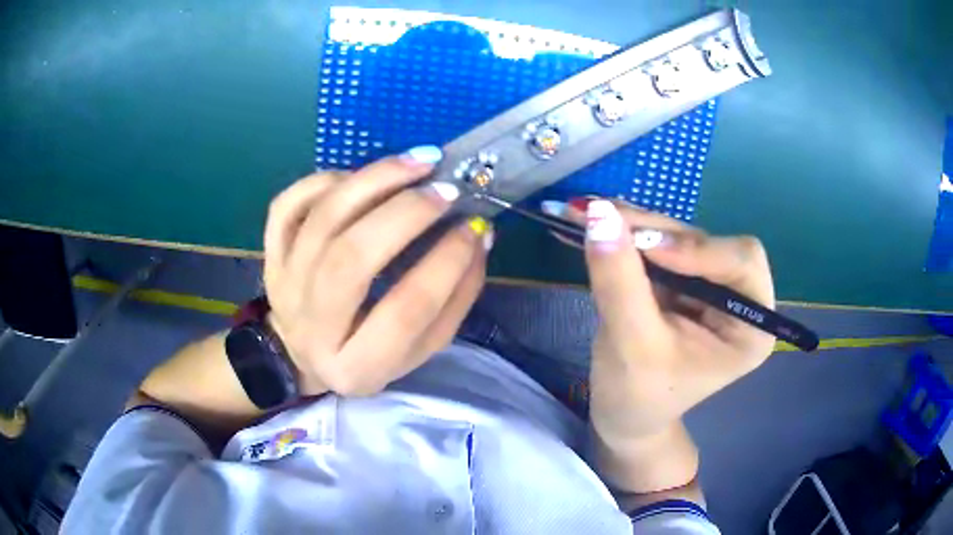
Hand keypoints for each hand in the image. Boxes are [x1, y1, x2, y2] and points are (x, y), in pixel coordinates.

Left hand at [262, 148, 491, 396]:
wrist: (304, 352)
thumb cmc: (373, 352)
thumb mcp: (422, 345)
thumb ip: (456, 298)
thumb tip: (478, 235)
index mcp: (359, 366)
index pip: (407, 310)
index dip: (447, 262)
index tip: (474, 227)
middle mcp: (314, 327)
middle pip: (351, 258)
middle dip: (405, 214)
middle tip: (445, 190)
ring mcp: (285, 287)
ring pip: (323, 221)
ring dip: (374, 181)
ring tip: (418, 163)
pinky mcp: (272, 257)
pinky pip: (288, 206)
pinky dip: (325, 181)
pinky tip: (360, 178)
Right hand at [561, 198, 774, 439]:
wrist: (623, 415)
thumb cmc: (637, 396)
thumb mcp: (631, 344)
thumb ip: (620, 281)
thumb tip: (599, 213)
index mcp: (750, 327)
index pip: (742, 262)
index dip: (697, 248)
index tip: (644, 246)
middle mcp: (738, 299)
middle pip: (708, 242)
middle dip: (658, 232)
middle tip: (603, 218)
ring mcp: (709, 286)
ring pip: (679, 237)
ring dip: (637, 226)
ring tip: (590, 216)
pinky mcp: (683, 280)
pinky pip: (660, 243)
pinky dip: (629, 233)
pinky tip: (599, 224)